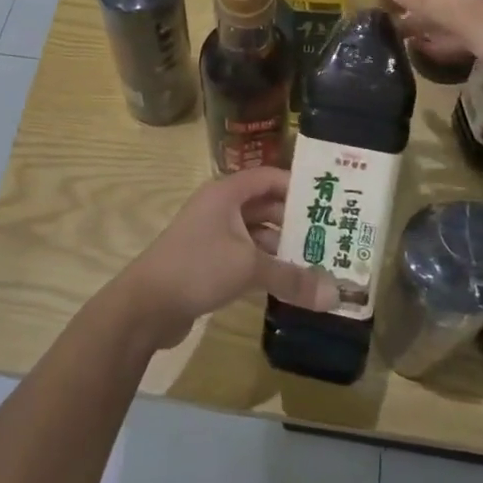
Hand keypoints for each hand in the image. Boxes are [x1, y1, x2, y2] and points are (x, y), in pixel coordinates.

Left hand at [109, 168, 339, 350]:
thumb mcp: (249, 267)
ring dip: (283, 248)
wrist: (146, 304)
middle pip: (265, 207)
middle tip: (333, 238)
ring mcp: (213, 236)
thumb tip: (336, 295)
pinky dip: (267, 266)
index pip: (269, 178)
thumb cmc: (197, 267)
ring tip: (320, 263)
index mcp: (226, 193)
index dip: (298, 187)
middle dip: (297, 222)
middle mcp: (220, 208)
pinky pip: (246, 256)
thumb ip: (293, 278)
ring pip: (256, 234)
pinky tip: (290, 283)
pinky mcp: (209, 262)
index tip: (331, 202)